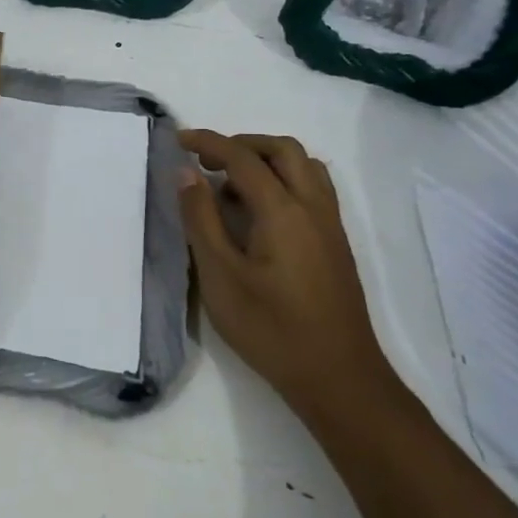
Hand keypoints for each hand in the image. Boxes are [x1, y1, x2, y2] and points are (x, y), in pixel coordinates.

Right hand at [177, 130, 390, 421]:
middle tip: (207, 161)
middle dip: (242, 144)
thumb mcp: (221, 276)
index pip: (242, 158)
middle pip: (282, 150)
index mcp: (283, 211)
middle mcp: (313, 207)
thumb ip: (201, 219)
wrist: (339, 378)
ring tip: (232, 185)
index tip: (178, 139)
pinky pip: (313, 188)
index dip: (208, 142)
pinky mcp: (335, 244)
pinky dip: (284, 179)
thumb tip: (186, 173)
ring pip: (304, 166)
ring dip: (267, 159)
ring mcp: (330, 225)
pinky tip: (260, 212)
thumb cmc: (271, 329)